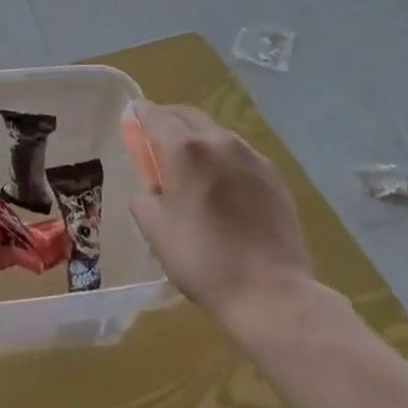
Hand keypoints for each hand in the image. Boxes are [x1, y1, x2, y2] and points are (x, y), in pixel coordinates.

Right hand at [122, 102, 315, 337]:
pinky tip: (222, 186)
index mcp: (185, 149)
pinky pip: (240, 156)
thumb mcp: (155, 229)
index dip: (140, 114)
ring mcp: (252, 158)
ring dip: (198, 140)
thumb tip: (152, 189)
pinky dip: (224, 160)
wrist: (271, 293)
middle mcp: (220, 142)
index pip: (155, 115)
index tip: (132, 119)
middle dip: (168, 121)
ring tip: (191, 166)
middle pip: (187, 116)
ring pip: (217, 134)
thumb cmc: (203, 259)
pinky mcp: (275, 178)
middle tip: (156, 140)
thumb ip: (145, 197)